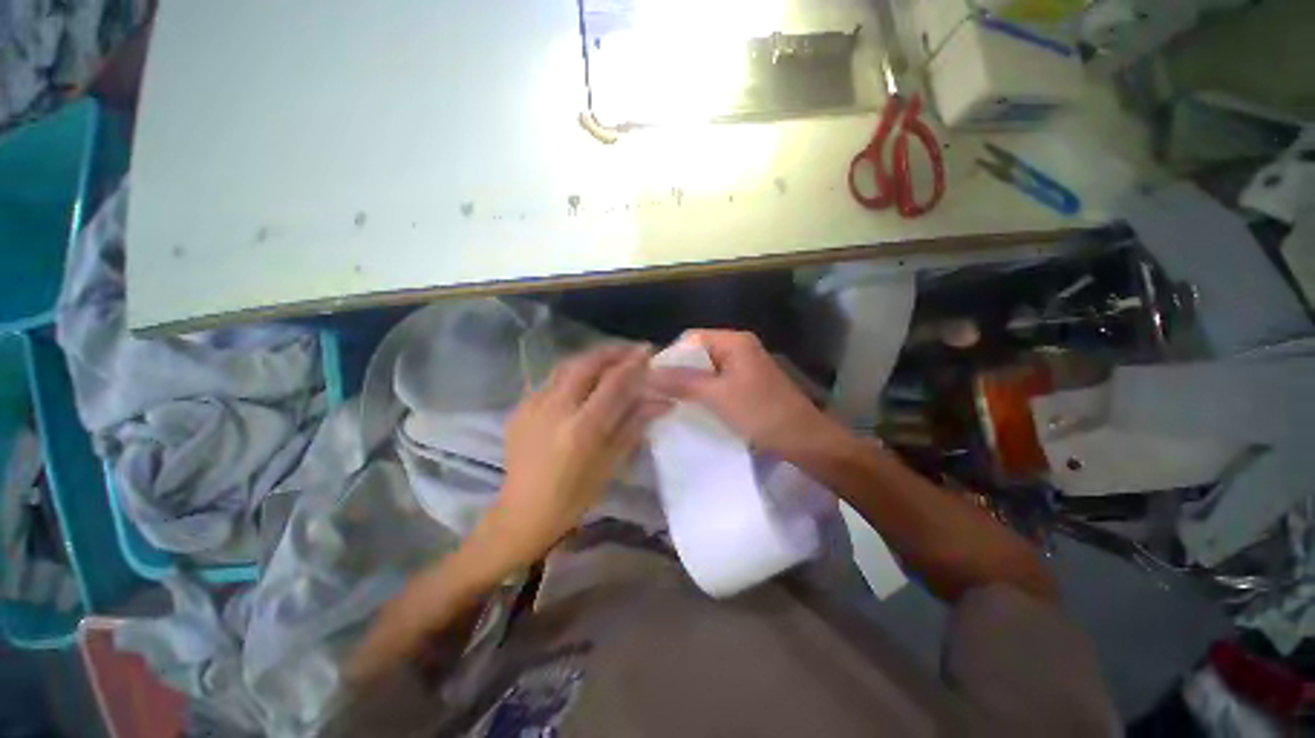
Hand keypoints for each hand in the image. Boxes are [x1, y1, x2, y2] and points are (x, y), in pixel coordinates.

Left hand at [488, 344, 664, 566]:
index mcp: (582, 429)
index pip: (613, 383)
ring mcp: (533, 405)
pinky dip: (573, 371)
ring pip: (567, 366)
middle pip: (587, 364)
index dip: (633, 364)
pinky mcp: (520, 407)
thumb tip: (662, 401)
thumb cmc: (574, 495)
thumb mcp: (611, 463)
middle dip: (612, 351)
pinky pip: (551, 379)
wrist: (523, 511)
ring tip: (611, 357)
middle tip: (631, 349)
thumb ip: (634, 425)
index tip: (648, 352)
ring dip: (592, 357)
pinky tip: (584, 378)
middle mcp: (555, 409)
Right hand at [648, 330, 847, 457]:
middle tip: (657, 392)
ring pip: (706, 368)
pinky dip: (703, 391)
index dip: (670, 356)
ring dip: (689, 383)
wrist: (804, 440)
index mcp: (734, 341)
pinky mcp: (747, 383)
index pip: (690, 338)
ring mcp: (744, 365)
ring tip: (670, 401)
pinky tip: (691, 406)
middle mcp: (739, 347)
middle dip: (678, 371)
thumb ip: (682, 382)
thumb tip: (648, 374)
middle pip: (698, 352)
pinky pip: (717, 381)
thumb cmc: (761, 412)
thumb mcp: (717, 396)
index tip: (652, 379)